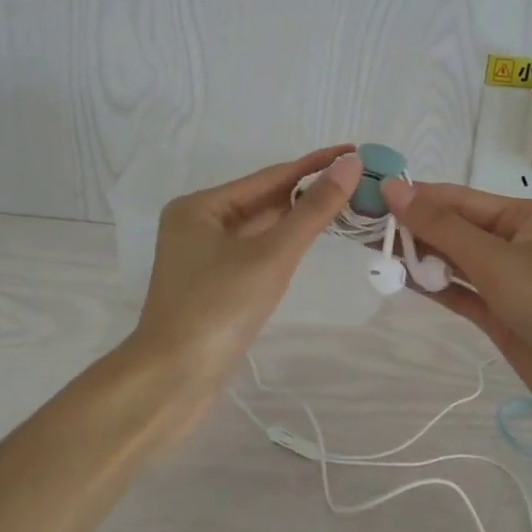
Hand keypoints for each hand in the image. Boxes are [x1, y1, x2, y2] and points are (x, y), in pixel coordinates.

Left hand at [132, 146, 364, 388]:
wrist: (173, 380)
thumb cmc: (219, 308)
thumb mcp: (271, 255)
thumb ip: (312, 211)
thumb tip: (349, 165)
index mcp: (200, 207)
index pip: (269, 177)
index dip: (314, 164)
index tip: (353, 151)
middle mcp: (198, 224)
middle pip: (264, 200)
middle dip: (308, 191)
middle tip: (358, 179)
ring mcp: (204, 257)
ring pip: (261, 228)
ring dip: (299, 218)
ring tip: (346, 202)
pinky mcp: (215, 285)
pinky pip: (256, 252)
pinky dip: (284, 244)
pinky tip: (311, 238)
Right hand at [380, 180, 531, 441]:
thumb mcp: (495, 259)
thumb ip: (441, 227)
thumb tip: (394, 189)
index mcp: (523, 218)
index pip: (459, 199)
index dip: (415, 197)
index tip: (371, 195)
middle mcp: (514, 243)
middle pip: (454, 229)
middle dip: (413, 228)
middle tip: (364, 228)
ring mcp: (506, 281)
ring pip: (453, 261)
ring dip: (418, 258)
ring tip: (373, 252)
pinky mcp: (499, 315)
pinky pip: (458, 291)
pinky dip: (432, 286)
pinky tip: (398, 278)